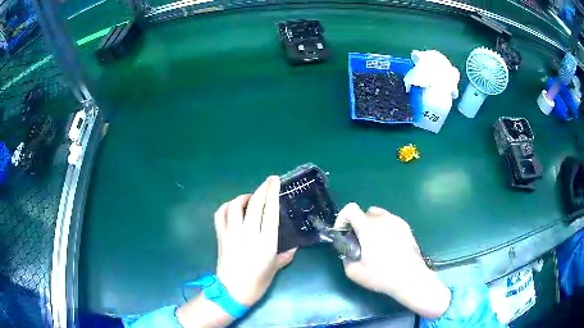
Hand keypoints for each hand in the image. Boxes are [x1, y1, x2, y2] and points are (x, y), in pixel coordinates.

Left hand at [214, 176, 295, 305]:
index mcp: (266, 241)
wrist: (232, 291)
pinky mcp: (220, 235)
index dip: (272, 193)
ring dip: (243, 197)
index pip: (270, 211)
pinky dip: (226, 206)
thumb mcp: (274, 269)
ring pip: (236, 205)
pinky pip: (220, 214)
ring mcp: (232, 233)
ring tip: (249, 198)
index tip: (274, 181)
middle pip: (254, 203)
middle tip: (267, 181)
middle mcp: (249, 233)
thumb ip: (285, 256)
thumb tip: (294, 248)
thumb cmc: (257, 282)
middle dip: (262, 189)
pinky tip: (232, 207)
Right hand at [335, 203, 450, 318]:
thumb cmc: (382, 276)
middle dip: (358, 225)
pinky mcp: (406, 227)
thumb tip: (348, 251)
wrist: (410, 278)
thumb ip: (345, 258)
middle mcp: (383, 220)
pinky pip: (390, 221)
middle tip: (359, 242)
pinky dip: (385, 228)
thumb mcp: (354, 273)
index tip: (343, 232)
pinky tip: (389, 246)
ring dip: (372, 225)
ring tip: (375, 243)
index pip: (351, 209)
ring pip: (379, 215)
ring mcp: (397, 221)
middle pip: (364, 213)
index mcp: (368, 228)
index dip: (342, 218)